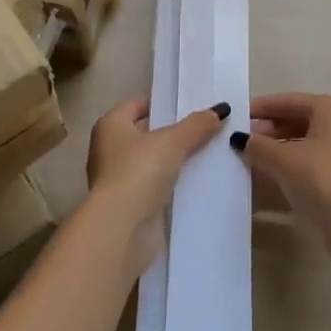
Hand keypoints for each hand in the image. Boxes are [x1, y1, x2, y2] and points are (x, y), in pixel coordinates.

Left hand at [86, 96, 227, 276]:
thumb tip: (221, 109)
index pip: (138, 104)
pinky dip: (172, 182)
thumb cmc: (139, 171)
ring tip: (207, 151)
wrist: (122, 228)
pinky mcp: (129, 205)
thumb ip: (197, 124)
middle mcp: (108, 149)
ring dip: (174, 159)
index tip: (190, 102)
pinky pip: (155, 185)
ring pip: (152, 161)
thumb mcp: (173, 141)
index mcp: (110, 125)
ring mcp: (117, 180)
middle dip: (173, 131)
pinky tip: (197, 180)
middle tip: (205, 126)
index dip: (163, 102)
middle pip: (146, 133)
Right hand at [232, 93, 330, 271]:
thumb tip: (241, 140)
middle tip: (242, 141)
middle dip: (269, 130)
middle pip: (298, 121)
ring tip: (251, 160)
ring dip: (278, 150)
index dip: (262, 108)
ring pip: (304, 144)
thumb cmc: (321, 177)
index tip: (238, 116)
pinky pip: (310, 164)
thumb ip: (259, 146)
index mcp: (329, 109)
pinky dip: (290, 167)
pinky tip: (270, 178)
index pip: (289, 101)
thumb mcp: (283, 159)